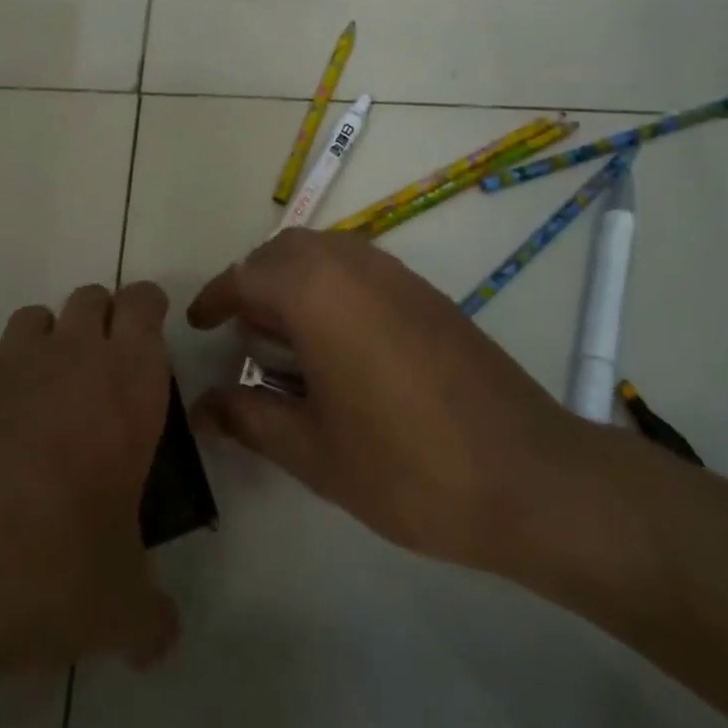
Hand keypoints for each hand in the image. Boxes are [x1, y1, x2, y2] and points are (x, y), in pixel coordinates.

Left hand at [0, 282, 180, 676]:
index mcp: (126, 383)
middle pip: (89, 298)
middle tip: (97, 380)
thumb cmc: (50, 568)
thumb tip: (162, 641)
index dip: (147, 310)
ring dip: (42, 346)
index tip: (147, 339)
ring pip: (32, 319)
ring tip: (35, 404)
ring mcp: (1, 362)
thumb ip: (151, 617)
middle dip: (98, 324)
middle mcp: (67, 355)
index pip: (144, 304)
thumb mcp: (118, 606)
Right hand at [190, 230, 600, 586]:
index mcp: (316, 293)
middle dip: (253, 282)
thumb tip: (205, 406)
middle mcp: (353, 265)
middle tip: (240, 331)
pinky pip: (359, 266)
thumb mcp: (314, 452)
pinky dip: (330, 284)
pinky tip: (336, 342)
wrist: (529, 477)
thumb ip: (250, 418)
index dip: (215, 298)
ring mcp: (395, 274)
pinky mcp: (426, 292)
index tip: (198, 324)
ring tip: (283, 337)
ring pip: (324, 251)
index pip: (246, 276)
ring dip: (293, 278)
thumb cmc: (408, 468)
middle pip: (284, 250)